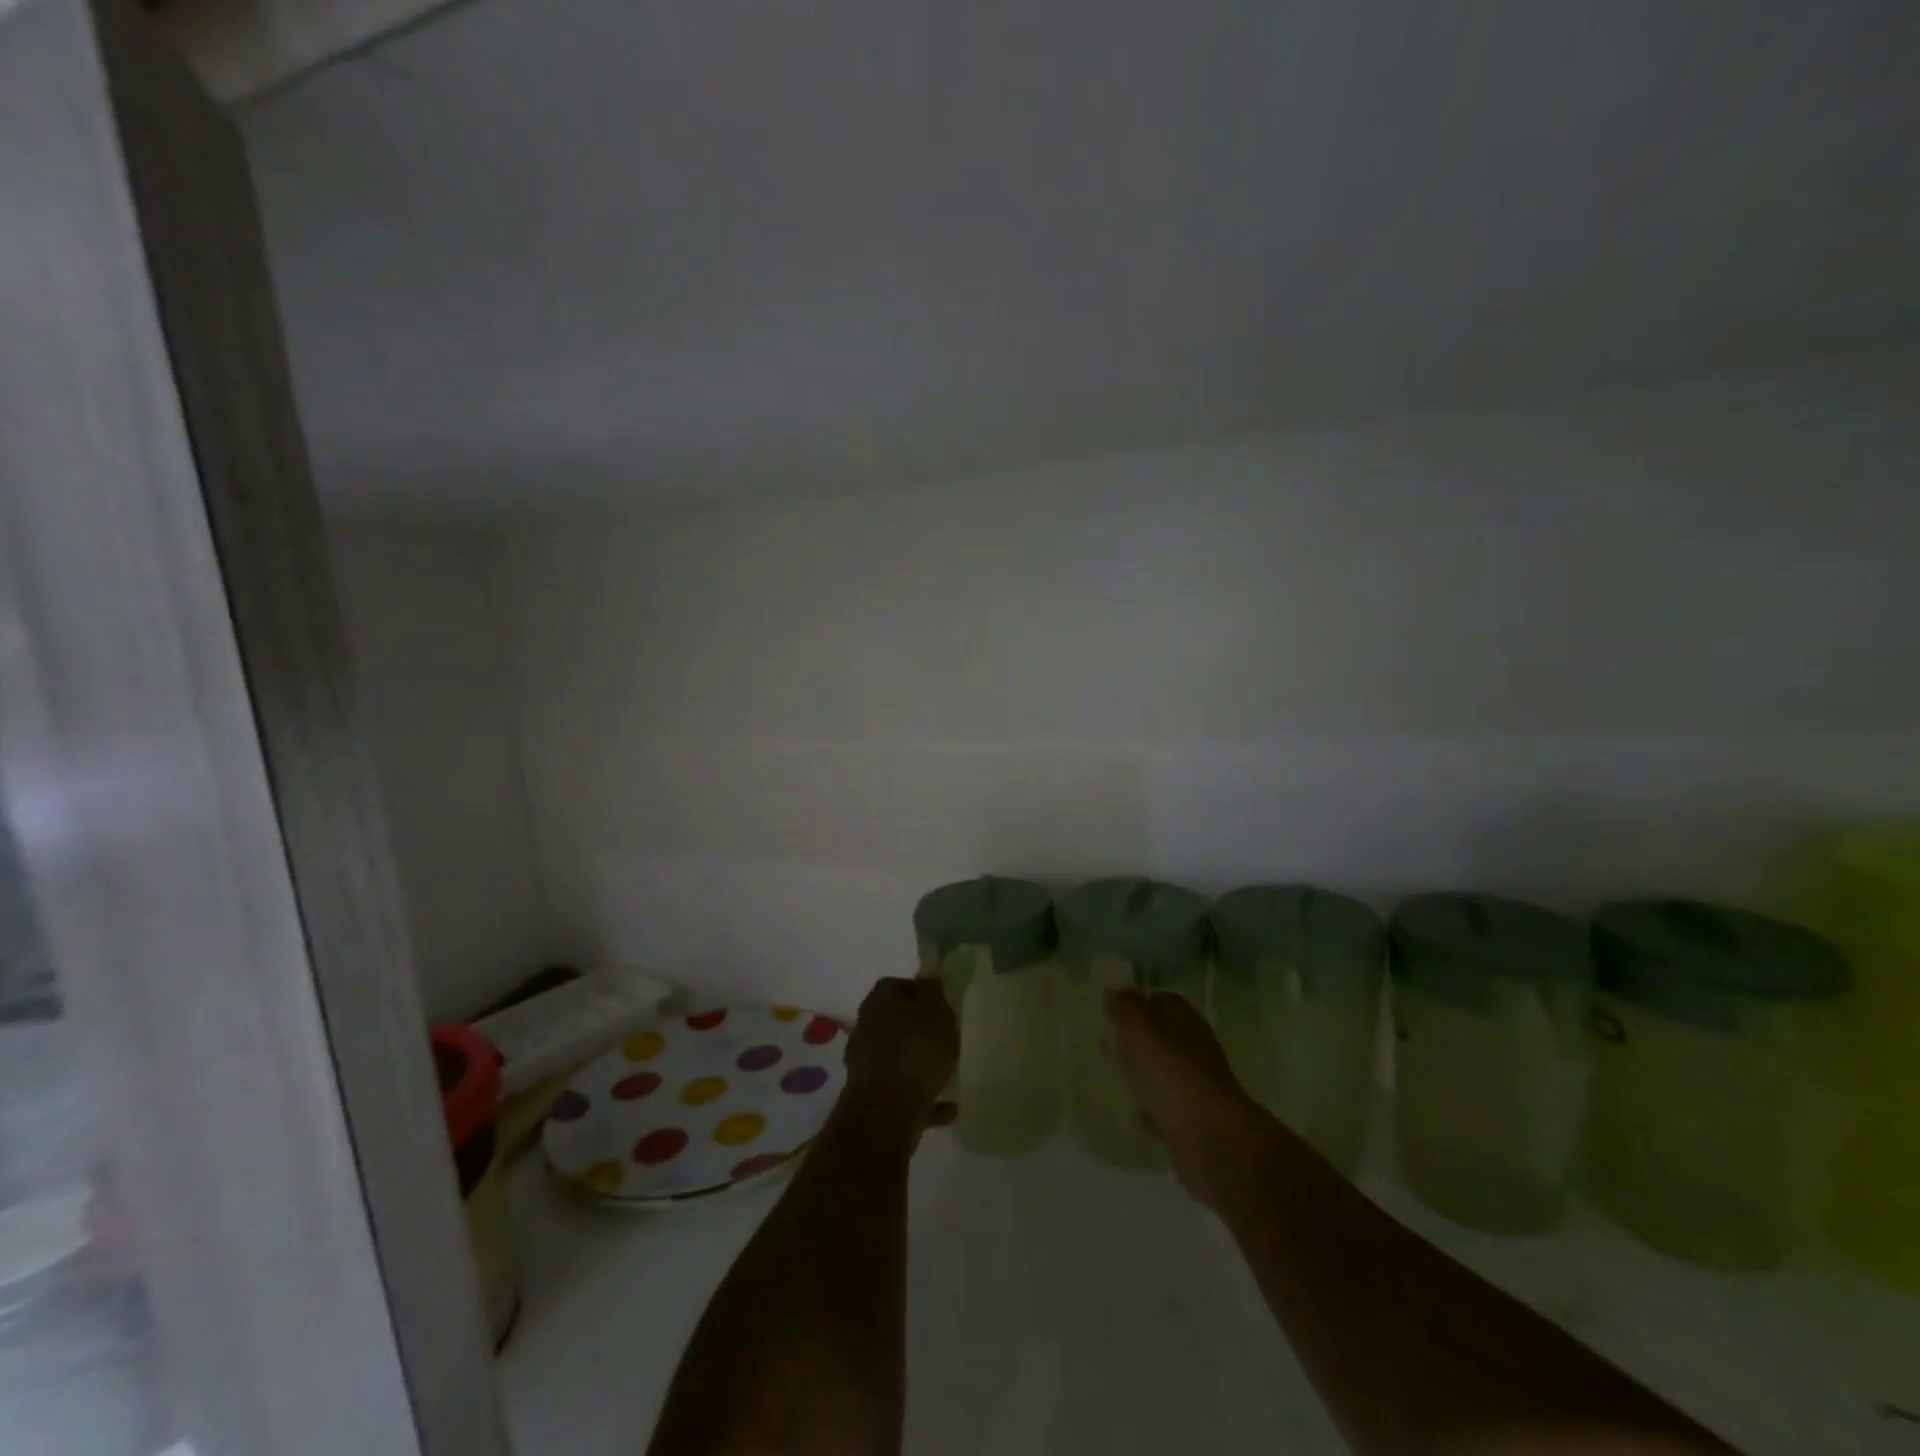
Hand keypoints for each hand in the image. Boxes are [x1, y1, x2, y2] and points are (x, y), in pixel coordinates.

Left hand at [841, 975, 959, 1135]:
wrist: (886, 1112)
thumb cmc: (916, 1050)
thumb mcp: (935, 1011)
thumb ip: (932, 989)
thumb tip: (928, 967)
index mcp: (879, 1000)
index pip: (897, 985)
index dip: (920, 992)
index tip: (941, 1004)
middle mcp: (867, 1027)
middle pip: (895, 1021)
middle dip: (917, 1028)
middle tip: (945, 1036)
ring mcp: (867, 1063)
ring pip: (898, 1056)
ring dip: (919, 1062)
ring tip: (949, 1072)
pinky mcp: (873, 1097)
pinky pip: (904, 1091)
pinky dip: (924, 1096)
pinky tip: (949, 1106)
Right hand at [1105, 988, 1266, 1206]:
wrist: (1210, 1138)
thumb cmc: (1170, 1072)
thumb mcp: (1140, 1028)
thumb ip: (1125, 1004)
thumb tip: (1114, 980)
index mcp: (1184, 1019)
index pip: (1159, 999)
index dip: (1135, 1003)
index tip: (1110, 1013)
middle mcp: (1194, 1046)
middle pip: (1161, 1035)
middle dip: (1135, 1040)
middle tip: (1107, 1046)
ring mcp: (1196, 1083)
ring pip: (1163, 1070)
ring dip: (1143, 1074)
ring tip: (1116, 1078)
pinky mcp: (1193, 1118)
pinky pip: (1166, 1106)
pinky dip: (1152, 1108)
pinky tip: (1136, 1114)